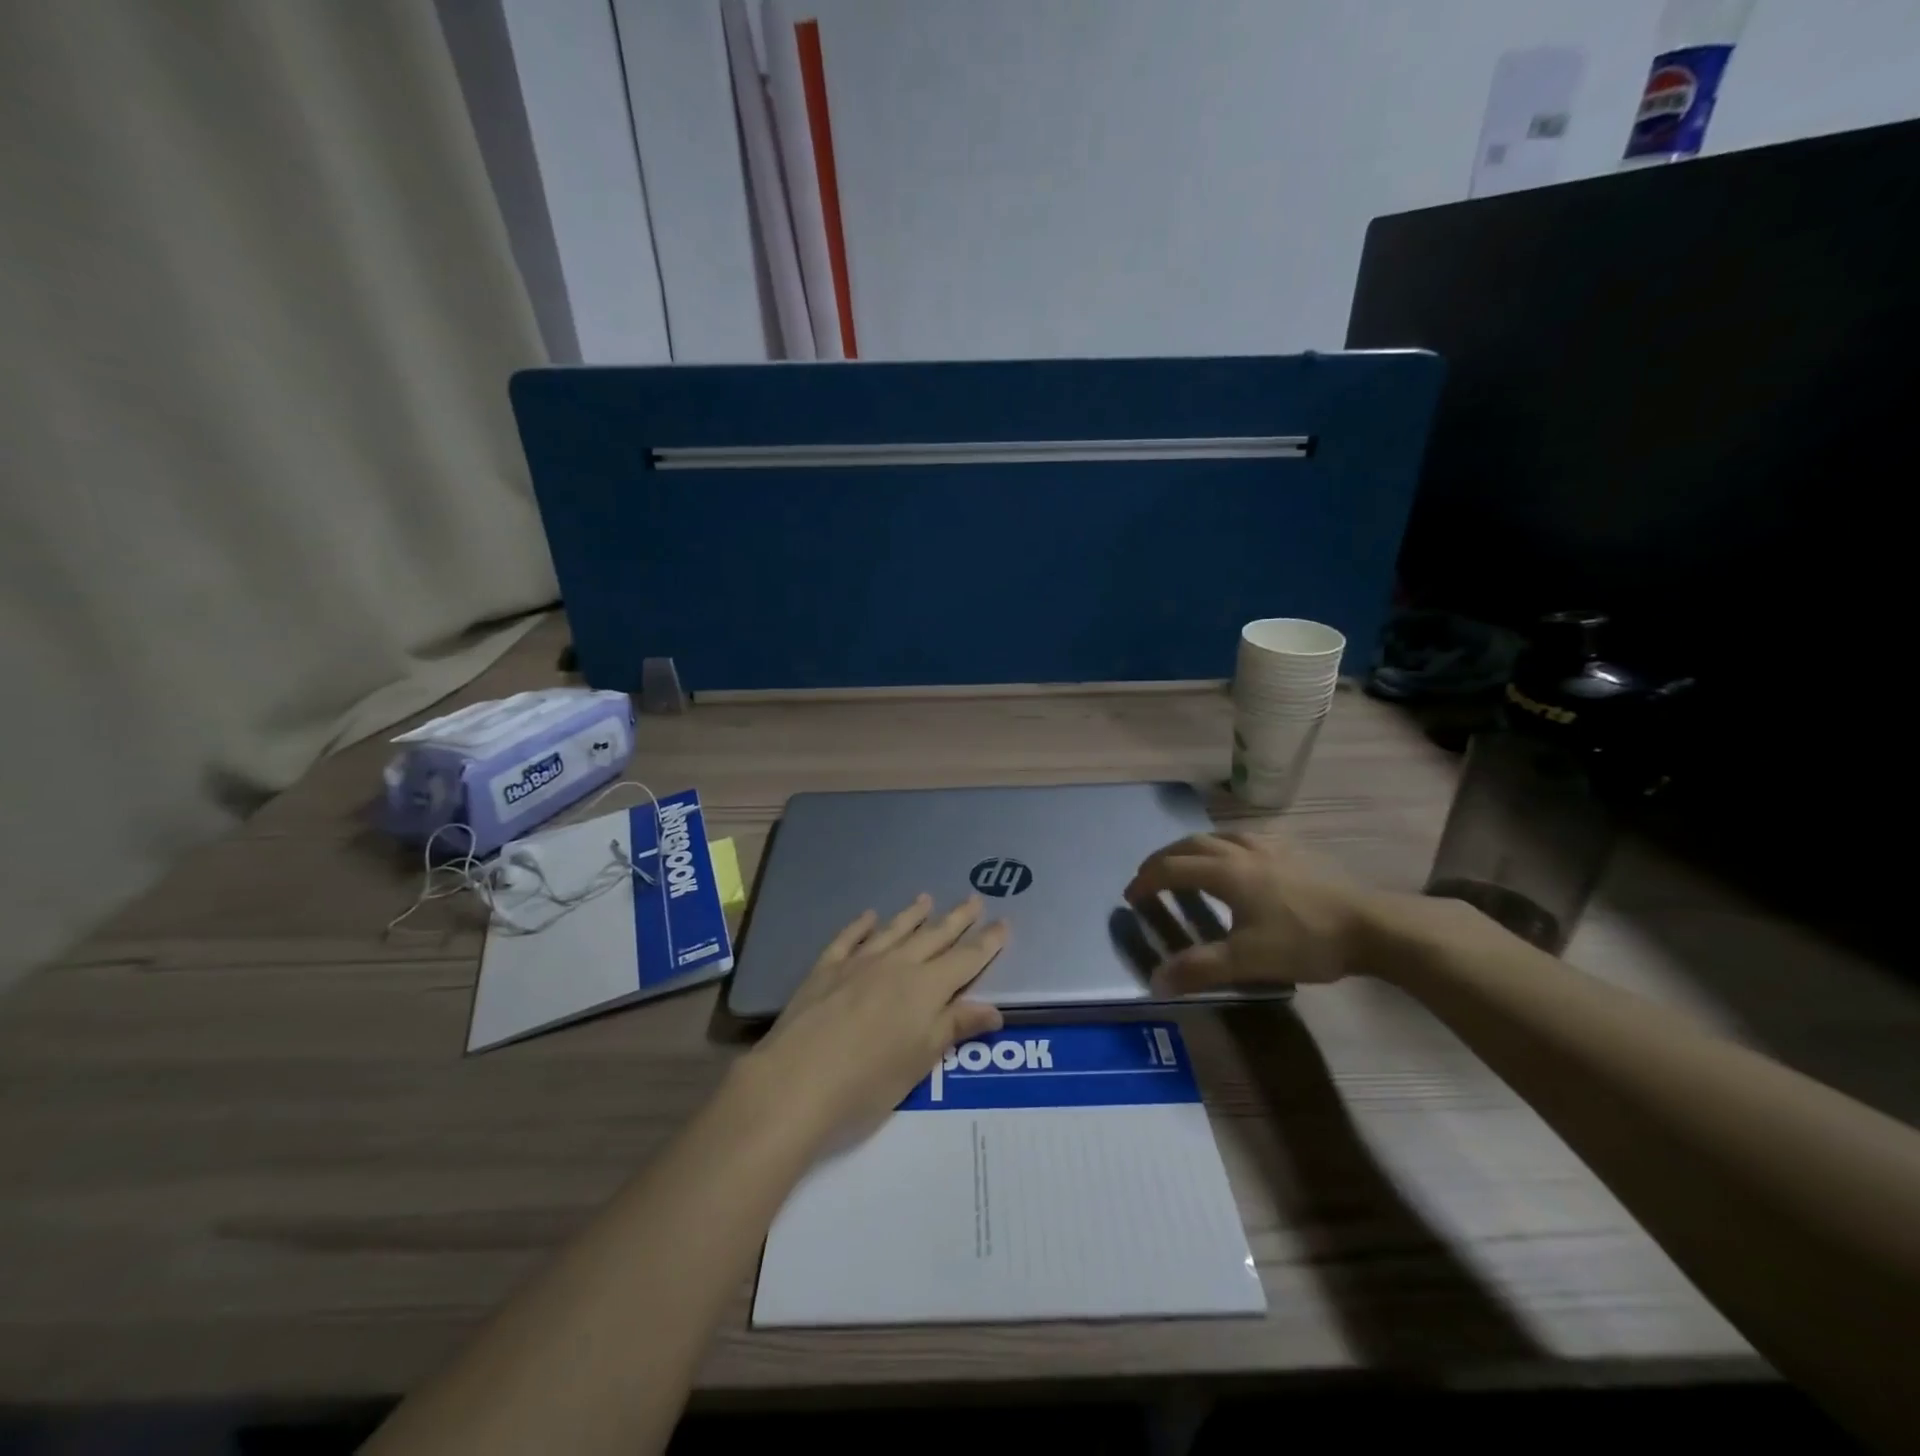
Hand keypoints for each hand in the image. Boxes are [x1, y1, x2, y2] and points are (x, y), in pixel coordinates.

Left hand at [744, 895, 1008, 1143]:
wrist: (797, 1081)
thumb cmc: (868, 1082)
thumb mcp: (920, 1061)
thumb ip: (954, 1027)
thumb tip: (994, 1008)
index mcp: (926, 989)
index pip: (965, 960)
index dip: (987, 943)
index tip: (1004, 923)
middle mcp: (897, 965)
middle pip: (934, 937)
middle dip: (957, 919)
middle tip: (974, 899)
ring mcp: (858, 962)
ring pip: (894, 930)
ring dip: (912, 915)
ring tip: (926, 898)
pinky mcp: (825, 969)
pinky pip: (849, 938)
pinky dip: (861, 925)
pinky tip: (869, 915)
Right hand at [1124, 832, 1389, 992]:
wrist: (1372, 925)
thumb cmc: (1305, 940)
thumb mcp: (1248, 960)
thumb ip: (1200, 969)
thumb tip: (1156, 981)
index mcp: (1226, 873)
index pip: (1172, 869)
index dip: (1146, 880)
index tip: (1130, 895)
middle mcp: (1241, 851)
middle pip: (1190, 844)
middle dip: (1163, 858)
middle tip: (1149, 875)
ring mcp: (1270, 846)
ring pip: (1219, 835)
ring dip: (1193, 847)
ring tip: (1187, 863)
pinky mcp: (1294, 849)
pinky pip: (1246, 837)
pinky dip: (1225, 844)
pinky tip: (1239, 857)